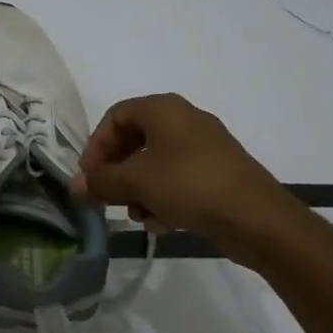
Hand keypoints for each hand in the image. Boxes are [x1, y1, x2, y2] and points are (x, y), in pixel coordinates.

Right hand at [70, 93, 302, 258]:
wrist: (258, 218)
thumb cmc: (189, 185)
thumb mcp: (136, 182)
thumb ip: (101, 181)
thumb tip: (75, 185)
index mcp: (163, 108)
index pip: (115, 116)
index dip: (96, 146)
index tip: (89, 177)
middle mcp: (184, 119)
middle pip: (135, 140)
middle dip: (117, 171)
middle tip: (107, 197)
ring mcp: (204, 146)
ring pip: (156, 163)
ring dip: (139, 189)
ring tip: (138, 215)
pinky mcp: (219, 172)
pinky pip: (179, 178)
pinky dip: (164, 197)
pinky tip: (163, 224)